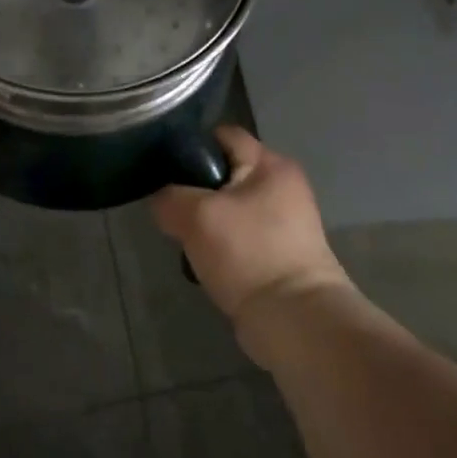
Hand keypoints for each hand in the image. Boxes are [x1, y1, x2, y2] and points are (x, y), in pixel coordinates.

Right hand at [152, 127, 351, 348]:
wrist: (295, 323)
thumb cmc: (249, 253)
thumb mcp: (196, 215)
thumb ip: (168, 197)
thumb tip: (161, 199)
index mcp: (271, 165)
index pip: (222, 135)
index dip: (190, 146)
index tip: (164, 168)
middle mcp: (283, 186)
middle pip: (223, 172)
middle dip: (194, 190)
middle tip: (172, 209)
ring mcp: (284, 223)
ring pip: (228, 208)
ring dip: (205, 223)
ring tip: (186, 240)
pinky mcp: (279, 255)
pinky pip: (238, 238)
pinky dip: (221, 248)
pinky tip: (205, 263)